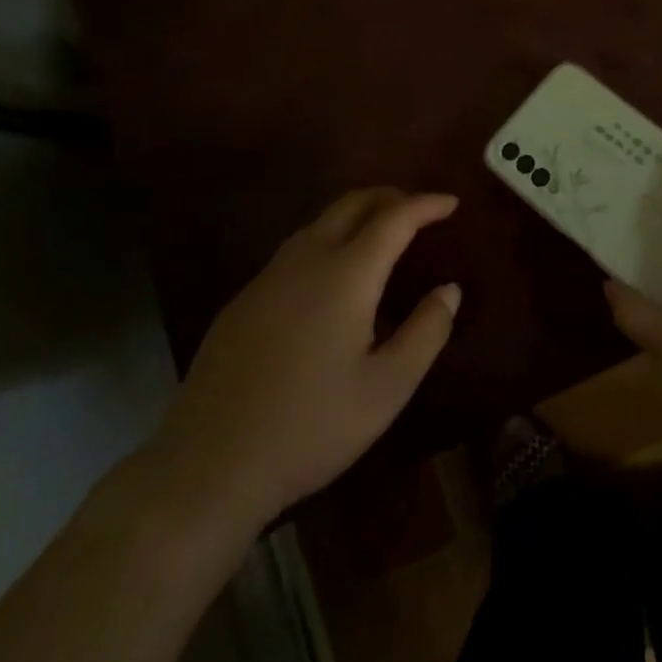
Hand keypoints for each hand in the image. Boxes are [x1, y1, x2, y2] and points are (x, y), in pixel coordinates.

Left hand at [142, 188, 460, 530]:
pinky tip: (331, 277)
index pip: (395, 218)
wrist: (209, 465)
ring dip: (356, 215)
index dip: (426, 204)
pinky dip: (328, 240)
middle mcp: (307, 259)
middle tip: (419, 209)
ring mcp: (269, 276)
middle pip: (353, 203)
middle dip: (390, 196)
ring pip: (320, 222)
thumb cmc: (311, 427)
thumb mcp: (387, 389)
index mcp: (347, 274)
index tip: (452, 203)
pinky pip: (295, 249)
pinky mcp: (243, 299)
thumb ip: (426, 332)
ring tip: (381, 235)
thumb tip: (449, 289)